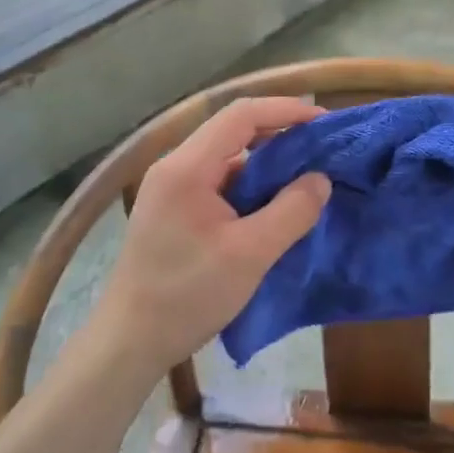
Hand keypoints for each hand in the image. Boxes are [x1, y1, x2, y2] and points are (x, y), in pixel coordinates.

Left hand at [92, 96, 331, 380]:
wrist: (129, 341)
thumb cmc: (187, 296)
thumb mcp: (250, 255)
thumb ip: (291, 212)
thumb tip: (321, 179)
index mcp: (187, 167)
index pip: (241, 114)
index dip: (285, 111)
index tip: (324, 124)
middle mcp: (175, 166)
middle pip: (232, 131)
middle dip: (279, 135)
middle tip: (321, 152)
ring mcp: (170, 188)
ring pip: (226, 158)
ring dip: (265, 164)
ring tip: (304, 179)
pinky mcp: (172, 210)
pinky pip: (217, 182)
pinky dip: (248, 187)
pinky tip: (272, 207)